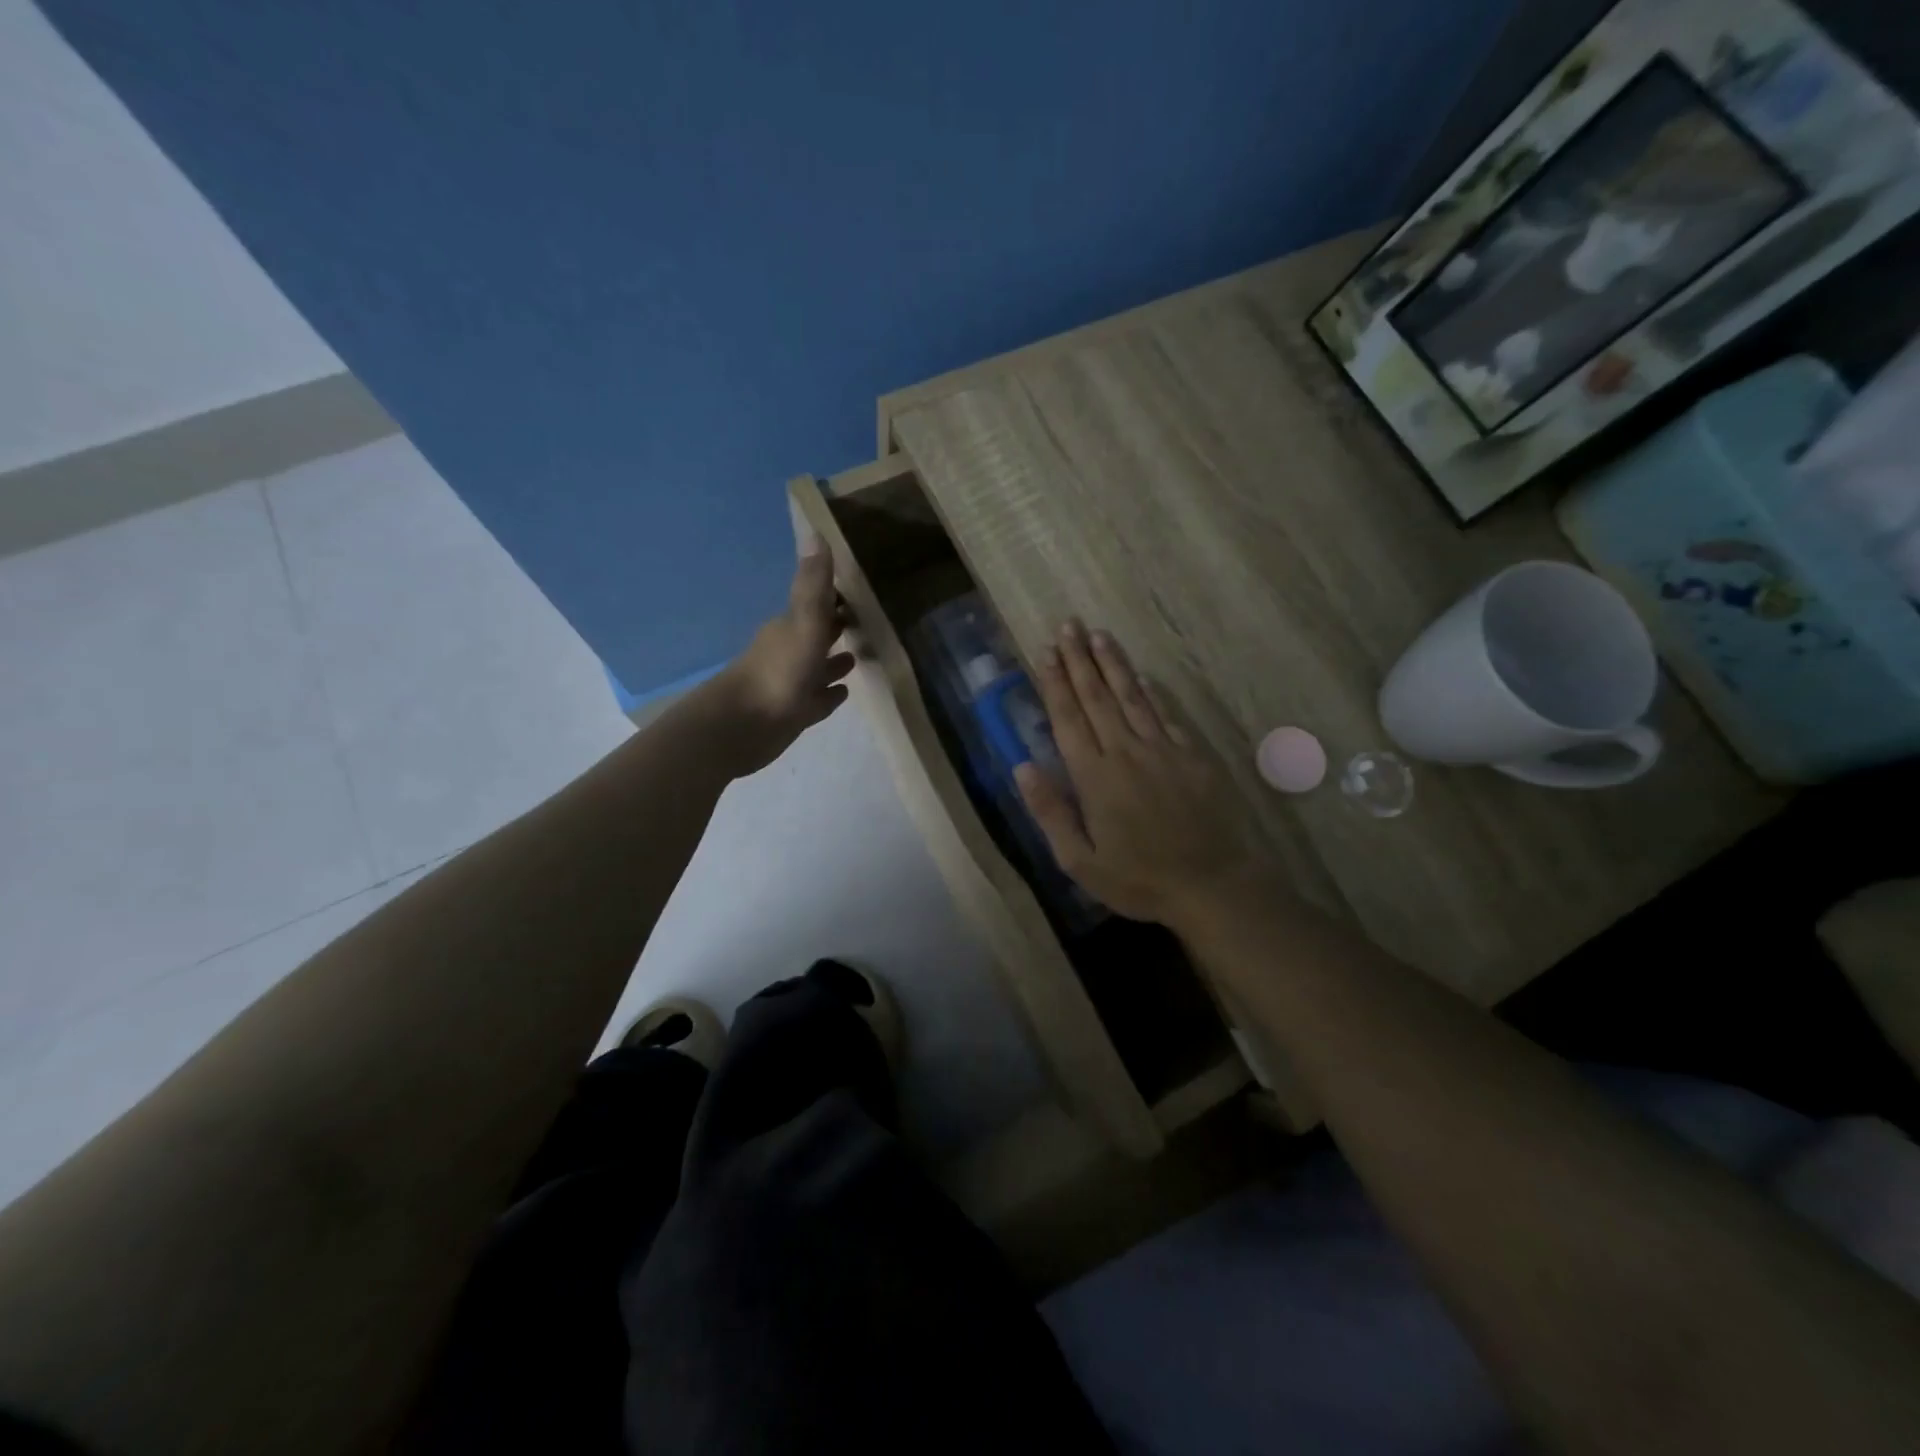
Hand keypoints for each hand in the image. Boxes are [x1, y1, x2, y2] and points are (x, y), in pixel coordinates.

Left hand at [709, 547, 855, 774]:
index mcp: (790, 627)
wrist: (741, 728)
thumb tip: (817, 531)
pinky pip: (817, 699)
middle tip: (866, 621)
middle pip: (817, 634)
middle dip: (837, 627)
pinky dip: (829, 694)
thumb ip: (814, 585)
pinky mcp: (792, 713)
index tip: (860, 590)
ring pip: (817, 668)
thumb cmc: (778, 673)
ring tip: (858, 656)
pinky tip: (844, 692)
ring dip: (834, 662)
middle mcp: (789, 651)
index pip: (816, 604)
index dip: (836, 597)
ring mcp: (790, 684)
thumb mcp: (803, 624)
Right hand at [1015, 621, 1266, 925]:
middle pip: (1097, 698)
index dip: (1055, 683)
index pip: (1068, 718)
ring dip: (1113, 664)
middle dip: (1079, 660)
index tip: (1046, 652)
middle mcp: (1125, 752)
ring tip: (1098, 634)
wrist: (1212, 884)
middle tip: (1068, 626)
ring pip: (1132, 696)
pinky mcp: (1192, 755)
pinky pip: (1166, 714)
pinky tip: (1142, 675)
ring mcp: (1162, 750)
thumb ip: (1050, 812)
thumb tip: (1023, 766)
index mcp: (1094, 777)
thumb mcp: (1080, 861)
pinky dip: (1151, 691)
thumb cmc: (1139, 879)